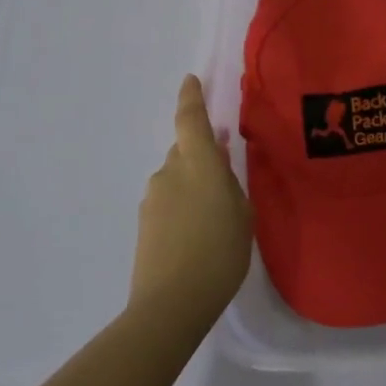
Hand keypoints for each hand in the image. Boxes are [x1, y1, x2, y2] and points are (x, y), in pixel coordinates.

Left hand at [131, 75, 252, 328]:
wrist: (170, 304)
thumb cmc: (220, 253)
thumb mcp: (242, 214)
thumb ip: (229, 183)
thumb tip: (218, 162)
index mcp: (199, 164)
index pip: (191, 120)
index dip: (191, 97)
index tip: (191, 80)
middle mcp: (170, 173)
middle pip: (185, 151)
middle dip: (202, 155)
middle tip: (225, 173)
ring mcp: (153, 198)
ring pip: (177, 178)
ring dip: (193, 184)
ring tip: (215, 214)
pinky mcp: (144, 224)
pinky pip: (168, 201)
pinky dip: (183, 205)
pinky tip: (198, 232)